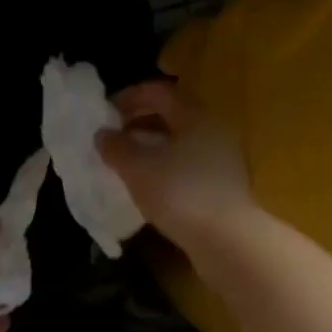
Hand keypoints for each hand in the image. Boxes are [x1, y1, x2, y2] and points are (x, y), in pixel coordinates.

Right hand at [98, 80, 257, 258]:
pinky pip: (190, 164)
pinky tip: (150, 185)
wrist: (228, 241)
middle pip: (173, 115)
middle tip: (114, 136)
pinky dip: (166, 166)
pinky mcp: (225, 185)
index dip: (130, 96)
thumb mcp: (139, 168)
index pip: (160, 91)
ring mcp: (224, 158)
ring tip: (127, 162)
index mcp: (196, 116)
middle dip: (140, 121)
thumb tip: (103, 134)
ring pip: (182, 141)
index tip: (105, 112)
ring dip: (152, 146)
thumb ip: (117, 147)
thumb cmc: (181, 193)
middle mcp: (215, 130)